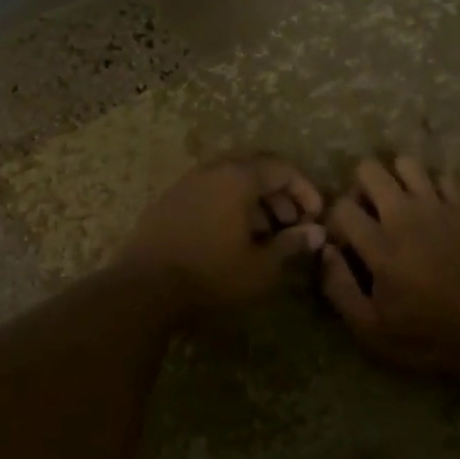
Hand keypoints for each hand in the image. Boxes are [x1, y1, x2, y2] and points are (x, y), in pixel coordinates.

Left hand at [116, 156, 325, 314]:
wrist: (142, 291)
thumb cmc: (211, 276)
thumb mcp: (261, 267)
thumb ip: (291, 245)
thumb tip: (317, 233)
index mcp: (236, 177)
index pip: (281, 168)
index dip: (304, 189)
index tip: (315, 217)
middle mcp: (210, 171)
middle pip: (254, 168)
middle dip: (279, 192)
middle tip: (292, 222)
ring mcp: (185, 184)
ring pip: (229, 180)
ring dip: (254, 200)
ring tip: (266, 234)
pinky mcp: (167, 203)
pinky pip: (208, 192)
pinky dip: (229, 205)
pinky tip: (232, 237)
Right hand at [321, 156, 459, 391]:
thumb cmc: (429, 339)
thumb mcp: (372, 331)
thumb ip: (339, 288)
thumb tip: (325, 252)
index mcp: (380, 245)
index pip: (341, 206)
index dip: (335, 221)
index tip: (346, 243)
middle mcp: (406, 216)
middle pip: (369, 170)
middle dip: (360, 188)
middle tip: (369, 216)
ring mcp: (440, 207)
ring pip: (406, 163)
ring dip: (396, 180)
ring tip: (399, 207)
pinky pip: (445, 176)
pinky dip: (434, 186)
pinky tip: (433, 209)